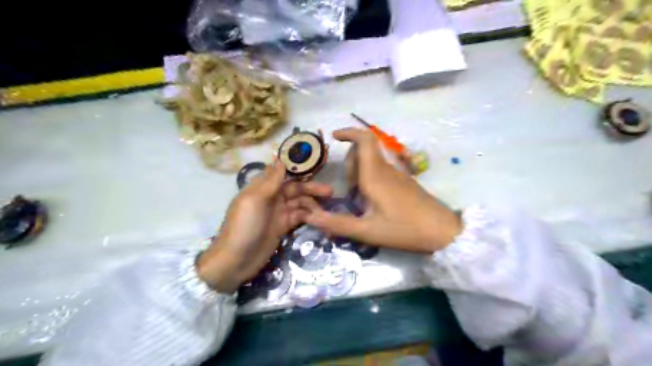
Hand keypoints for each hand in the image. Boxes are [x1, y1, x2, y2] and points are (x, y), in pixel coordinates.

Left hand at [195, 161, 331, 293]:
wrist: (236, 260)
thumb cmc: (244, 226)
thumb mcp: (255, 200)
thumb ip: (270, 181)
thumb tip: (281, 159)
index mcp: (261, 188)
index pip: (282, 174)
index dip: (298, 170)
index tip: (316, 166)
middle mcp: (271, 198)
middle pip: (294, 189)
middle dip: (311, 189)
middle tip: (330, 191)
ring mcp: (278, 213)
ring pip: (299, 203)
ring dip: (312, 204)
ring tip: (326, 208)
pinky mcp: (283, 227)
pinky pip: (299, 217)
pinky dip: (309, 216)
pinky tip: (320, 218)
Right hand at [305, 128, 460, 253]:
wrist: (443, 232)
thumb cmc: (405, 229)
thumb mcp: (367, 231)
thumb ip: (337, 224)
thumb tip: (309, 217)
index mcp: (375, 175)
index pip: (364, 140)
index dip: (348, 132)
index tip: (334, 136)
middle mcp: (386, 169)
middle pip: (364, 151)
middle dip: (350, 162)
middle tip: (348, 189)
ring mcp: (398, 174)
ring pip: (373, 161)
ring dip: (360, 172)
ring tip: (359, 199)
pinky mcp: (404, 182)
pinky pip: (382, 171)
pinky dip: (370, 179)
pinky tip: (373, 202)